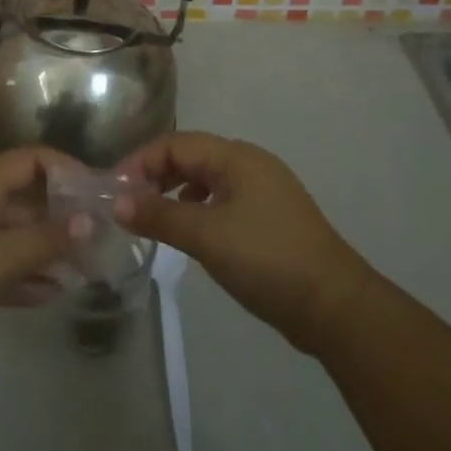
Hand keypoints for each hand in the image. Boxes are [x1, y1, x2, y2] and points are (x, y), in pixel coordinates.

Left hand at [0, 147, 86, 373]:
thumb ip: (44, 240)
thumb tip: (88, 219)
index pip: (27, 161)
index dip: (61, 166)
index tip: (94, 188)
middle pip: (23, 201)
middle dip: (60, 215)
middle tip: (98, 237)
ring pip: (13, 238)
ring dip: (46, 250)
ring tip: (84, 268)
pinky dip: (25, 278)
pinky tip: (53, 294)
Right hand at [115, 132, 375, 353]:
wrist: (335, 307)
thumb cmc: (267, 259)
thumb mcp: (206, 236)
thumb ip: (159, 216)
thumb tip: (117, 203)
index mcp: (237, 157)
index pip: (177, 143)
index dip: (142, 161)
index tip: (115, 189)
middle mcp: (250, 164)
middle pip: (191, 156)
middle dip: (156, 174)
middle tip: (128, 203)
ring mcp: (263, 191)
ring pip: (207, 179)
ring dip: (175, 192)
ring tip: (152, 217)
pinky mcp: (269, 219)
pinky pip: (222, 200)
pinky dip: (197, 208)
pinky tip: (189, 231)